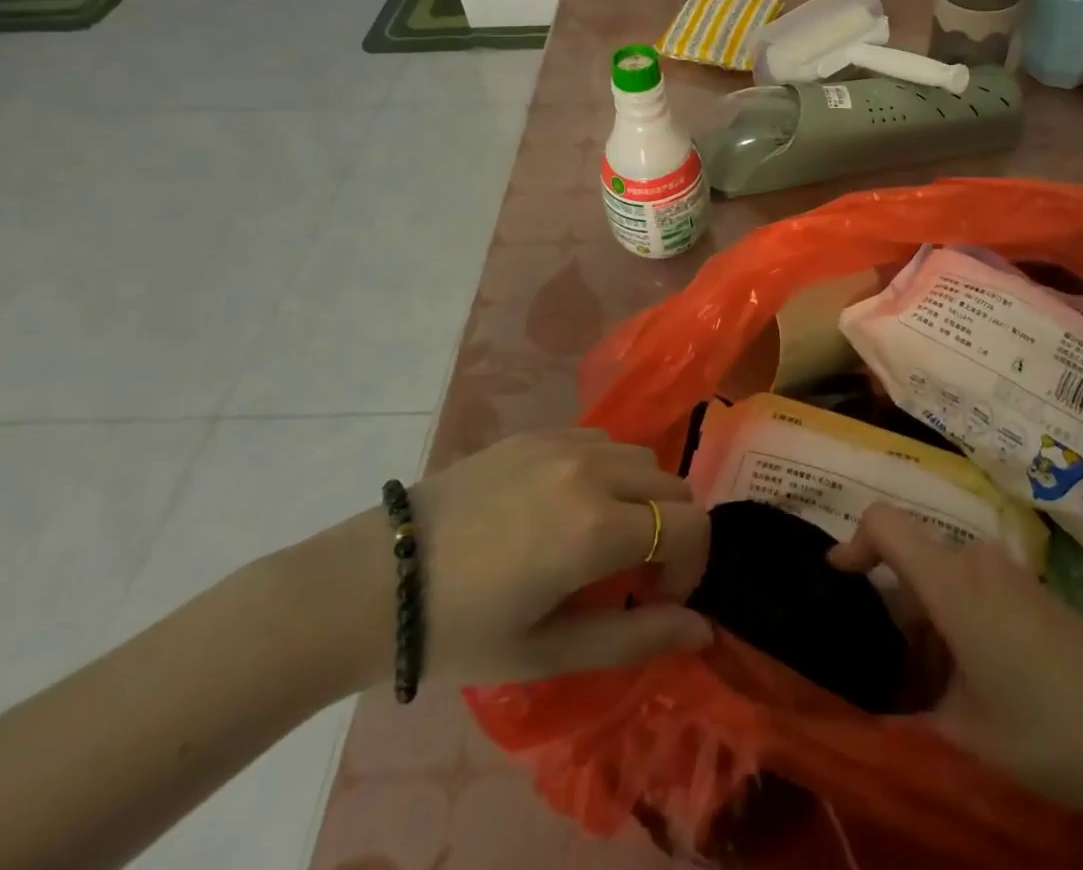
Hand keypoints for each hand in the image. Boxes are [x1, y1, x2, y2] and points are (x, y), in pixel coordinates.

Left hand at [308, 429, 712, 691]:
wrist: (378, 579)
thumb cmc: (463, 630)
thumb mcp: (550, 651)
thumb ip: (636, 638)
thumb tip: (703, 630)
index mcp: (597, 527)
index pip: (692, 524)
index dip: (691, 565)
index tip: (656, 598)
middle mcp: (593, 470)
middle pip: (674, 486)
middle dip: (671, 532)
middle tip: (631, 575)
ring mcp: (566, 442)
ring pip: (642, 458)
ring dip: (642, 497)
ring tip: (600, 537)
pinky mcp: (540, 431)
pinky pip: (603, 441)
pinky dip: (609, 472)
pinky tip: (568, 505)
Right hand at [829, 505, 1082, 823]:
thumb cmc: (1047, 732)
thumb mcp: (964, 735)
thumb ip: (908, 710)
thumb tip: (870, 710)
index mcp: (952, 583)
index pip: (885, 523)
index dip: (853, 542)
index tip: (838, 579)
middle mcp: (976, 560)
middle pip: (914, 560)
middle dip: (894, 610)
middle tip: (890, 673)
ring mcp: (1008, 571)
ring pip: (944, 578)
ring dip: (928, 623)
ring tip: (935, 692)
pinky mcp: (1031, 588)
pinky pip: (974, 587)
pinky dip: (958, 621)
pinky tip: (976, 682)